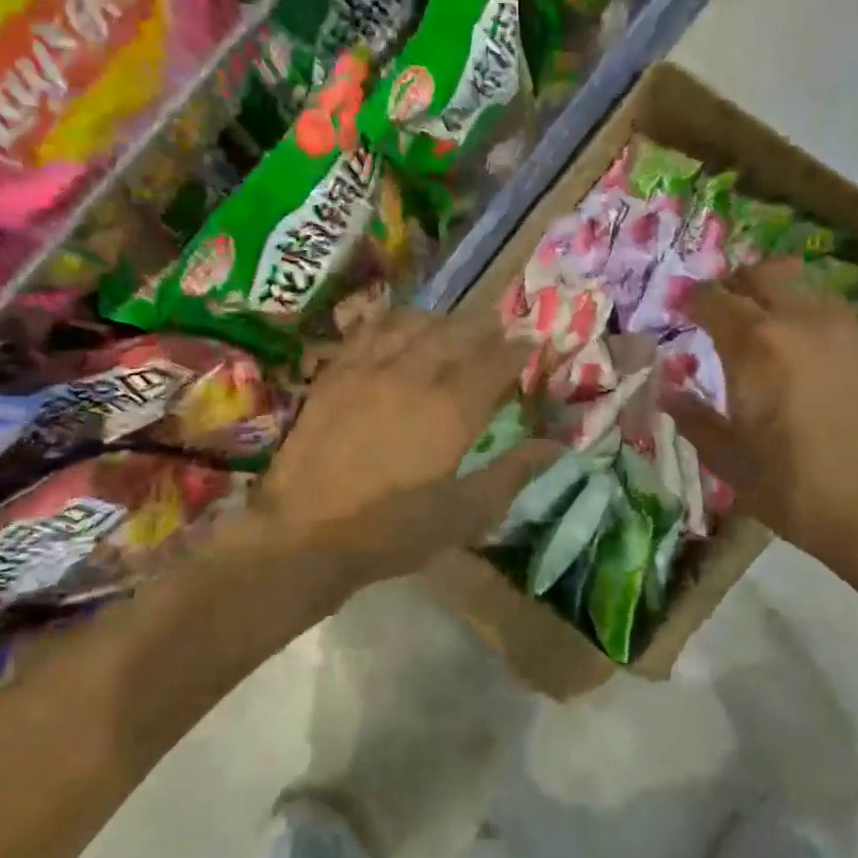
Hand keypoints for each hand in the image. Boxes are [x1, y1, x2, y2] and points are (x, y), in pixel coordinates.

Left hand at [242, 309, 556, 581]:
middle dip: (484, 328)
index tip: (531, 345)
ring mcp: (368, 368)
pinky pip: (369, 330)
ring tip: (450, 330)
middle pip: (457, 331)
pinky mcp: (335, 373)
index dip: (519, 349)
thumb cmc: (391, 531)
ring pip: (413, 322)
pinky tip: (397, 331)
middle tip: (496, 334)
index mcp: (451, 409)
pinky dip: (393, 323)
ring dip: (440, 321)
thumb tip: (553, 447)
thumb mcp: (463, 515)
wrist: (304, 536)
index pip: (496, 361)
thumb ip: (511, 474)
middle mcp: (413, 375)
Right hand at [670, 261, 857, 582]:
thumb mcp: (730, 461)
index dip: (692, 299)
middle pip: (763, 276)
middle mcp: (801, 322)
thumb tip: (668, 392)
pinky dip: (815, 321)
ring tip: (768, 325)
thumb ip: (695, 419)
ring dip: (779, 297)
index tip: (681, 307)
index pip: (714, 299)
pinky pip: (839, 317)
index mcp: (754, 345)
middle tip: (723, 307)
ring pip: (805, 290)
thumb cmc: (797, 489)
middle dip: (736, 284)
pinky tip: (812, 350)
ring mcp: (847, 331)